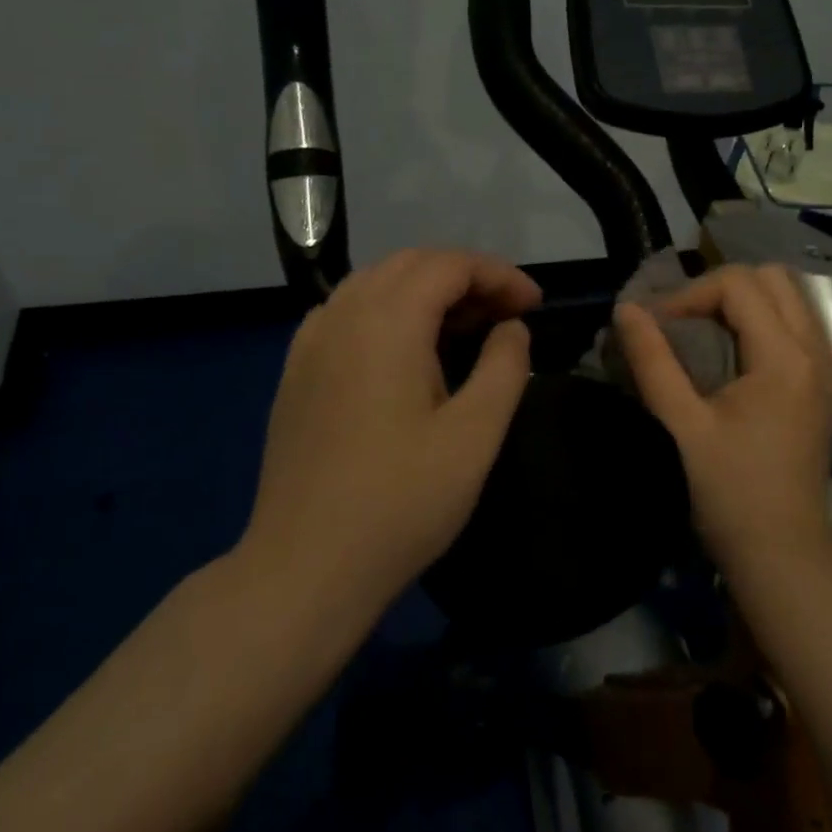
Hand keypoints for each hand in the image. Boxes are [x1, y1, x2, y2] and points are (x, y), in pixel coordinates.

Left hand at [240, 249, 540, 609]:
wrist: (305, 567)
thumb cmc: (401, 501)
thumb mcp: (475, 435)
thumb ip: (504, 367)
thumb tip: (510, 328)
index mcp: (387, 322)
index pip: (450, 265)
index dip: (499, 275)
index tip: (535, 306)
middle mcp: (343, 315)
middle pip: (411, 264)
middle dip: (466, 277)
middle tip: (507, 315)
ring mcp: (311, 343)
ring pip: (376, 283)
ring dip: (427, 290)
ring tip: (465, 327)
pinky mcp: (296, 372)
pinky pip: (347, 312)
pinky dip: (388, 310)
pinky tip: (407, 349)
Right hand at [614, 264, 831, 574]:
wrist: (783, 555)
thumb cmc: (729, 493)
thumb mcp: (681, 425)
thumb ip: (652, 361)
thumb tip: (626, 309)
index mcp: (784, 356)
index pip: (738, 284)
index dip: (689, 295)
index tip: (656, 327)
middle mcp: (815, 351)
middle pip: (773, 278)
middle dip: (721, 288)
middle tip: (683, 321)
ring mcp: (826, 369)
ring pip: (790, 299)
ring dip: (745, 302)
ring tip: (705, 332)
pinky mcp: (823, 388)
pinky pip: (798, 326)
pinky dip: (765, 322)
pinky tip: (735, 355)